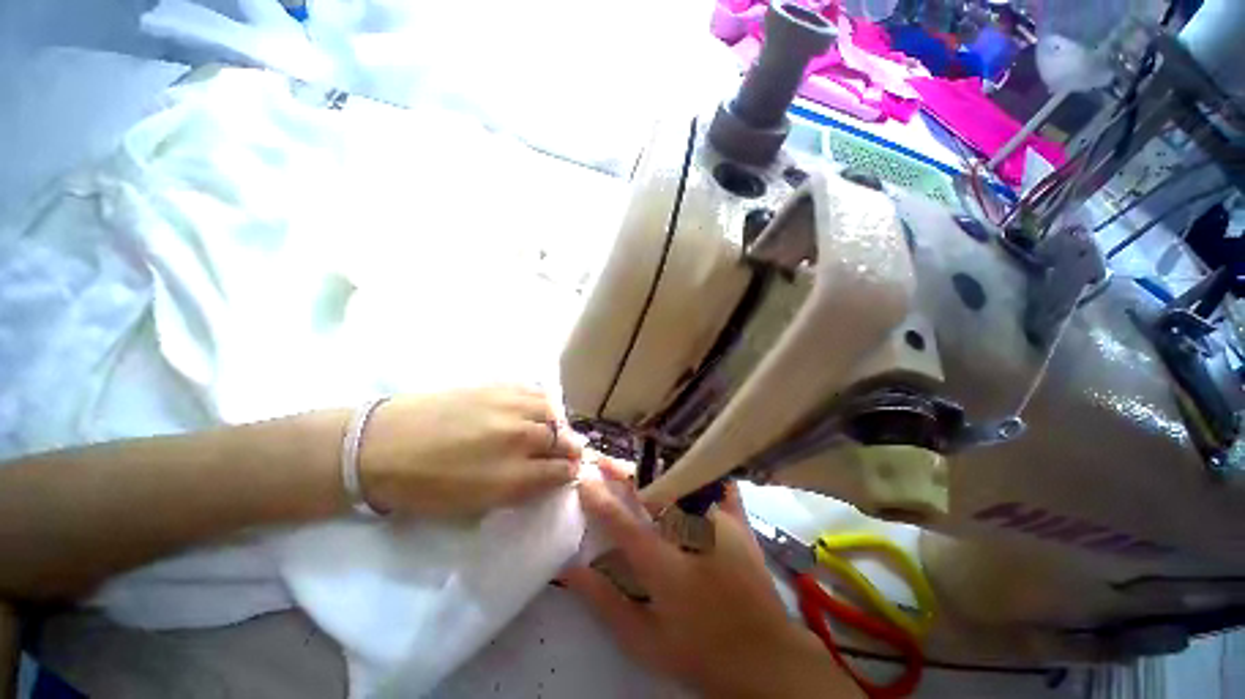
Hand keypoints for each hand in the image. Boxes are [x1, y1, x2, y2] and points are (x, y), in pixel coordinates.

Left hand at [358, 385, 581, 516]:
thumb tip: (550, 475)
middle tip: (567, 451)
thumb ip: (521, 488)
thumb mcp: (477, 502)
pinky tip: (536, 407)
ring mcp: (509, 407)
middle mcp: (518, 437)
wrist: (383, 445)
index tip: (570, 472)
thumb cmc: (427, 485)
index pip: (561, 470)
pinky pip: (534, 390)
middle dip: (571, 447)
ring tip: (552, 428)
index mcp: (512, 474)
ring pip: (553, 410)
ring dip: (559, 422)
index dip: (570, 472)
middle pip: (563, 438)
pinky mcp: (497, 386)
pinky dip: (544, 401)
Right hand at [563, 480, 859, 697]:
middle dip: (623, 474)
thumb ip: (606, 603)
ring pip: (680, 481)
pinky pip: (714, 483)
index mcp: (665, 565)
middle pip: (651, 491)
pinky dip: (697, 471)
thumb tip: (571, 571)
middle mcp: (692, 534)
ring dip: (652, 470)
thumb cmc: (700, 652)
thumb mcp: (646, 639)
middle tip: (603, 462)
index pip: (623, 523)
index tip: (583, 481)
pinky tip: (683, 463)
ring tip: (633, 463)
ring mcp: (719, 522)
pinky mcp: (738, 520)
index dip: (599, 499)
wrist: (766, 657)